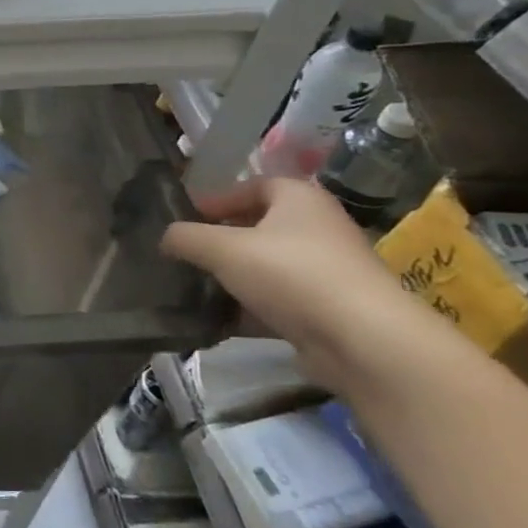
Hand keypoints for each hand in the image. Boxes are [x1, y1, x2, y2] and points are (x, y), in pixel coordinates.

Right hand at [163, 177, 415, 382]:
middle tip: (185, 255)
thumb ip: (186, 237)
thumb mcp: (222, 248)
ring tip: (194, 289)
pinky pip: (276, 301)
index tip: (184, 220)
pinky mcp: (326, 309)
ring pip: (265, 267)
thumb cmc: (291, 274)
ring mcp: (325, 271)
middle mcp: (317, 228)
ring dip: (231, 277)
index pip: (250, 187)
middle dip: (219, 241)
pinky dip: (248, 309)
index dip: (215, 200)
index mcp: (299, 199)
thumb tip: (165, 237)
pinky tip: (217, 321)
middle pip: (257, 227)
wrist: (362, 341)